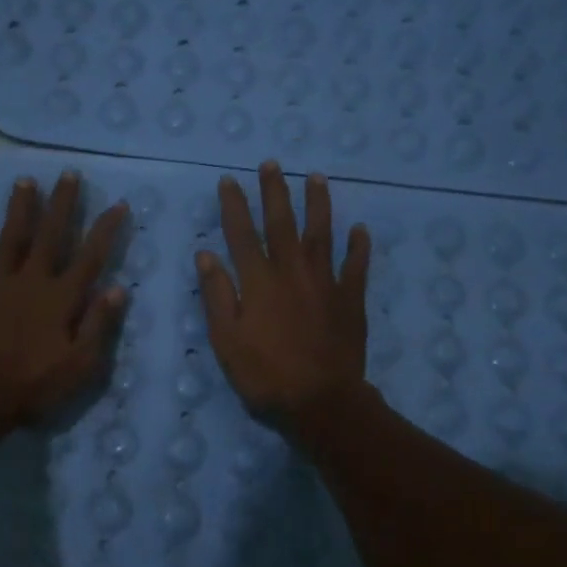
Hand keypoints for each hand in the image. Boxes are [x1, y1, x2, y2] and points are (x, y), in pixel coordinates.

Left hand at [0, 171, 127, 433]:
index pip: (91, 257)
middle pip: (51, 235)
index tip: (118, 203)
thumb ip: (99, 325)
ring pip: (12, 237)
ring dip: (19, 208)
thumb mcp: (80, 365)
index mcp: (62, 298)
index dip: (106, 229)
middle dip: (62, 204)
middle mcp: (32, 280)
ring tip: (25, 180)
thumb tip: (118, 288)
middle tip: (69, 174)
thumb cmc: (33, 385)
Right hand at [196, 161, 371, 436]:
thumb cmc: (266, 375)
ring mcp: (326, 283)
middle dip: (275, 192)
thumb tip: (206, 255)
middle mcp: (292, 272)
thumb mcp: (227, 341)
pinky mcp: (351, 299)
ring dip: (318, 204)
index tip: (229, 181)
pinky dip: (359, 246)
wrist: (322, 402)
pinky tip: (360, 229)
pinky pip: (356, 266)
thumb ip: (217, 295)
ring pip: (322, 234)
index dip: (234, 205)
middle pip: (282, 223)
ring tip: (316, 178)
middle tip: (272, 164)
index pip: (241, 234)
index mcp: (259, 282)